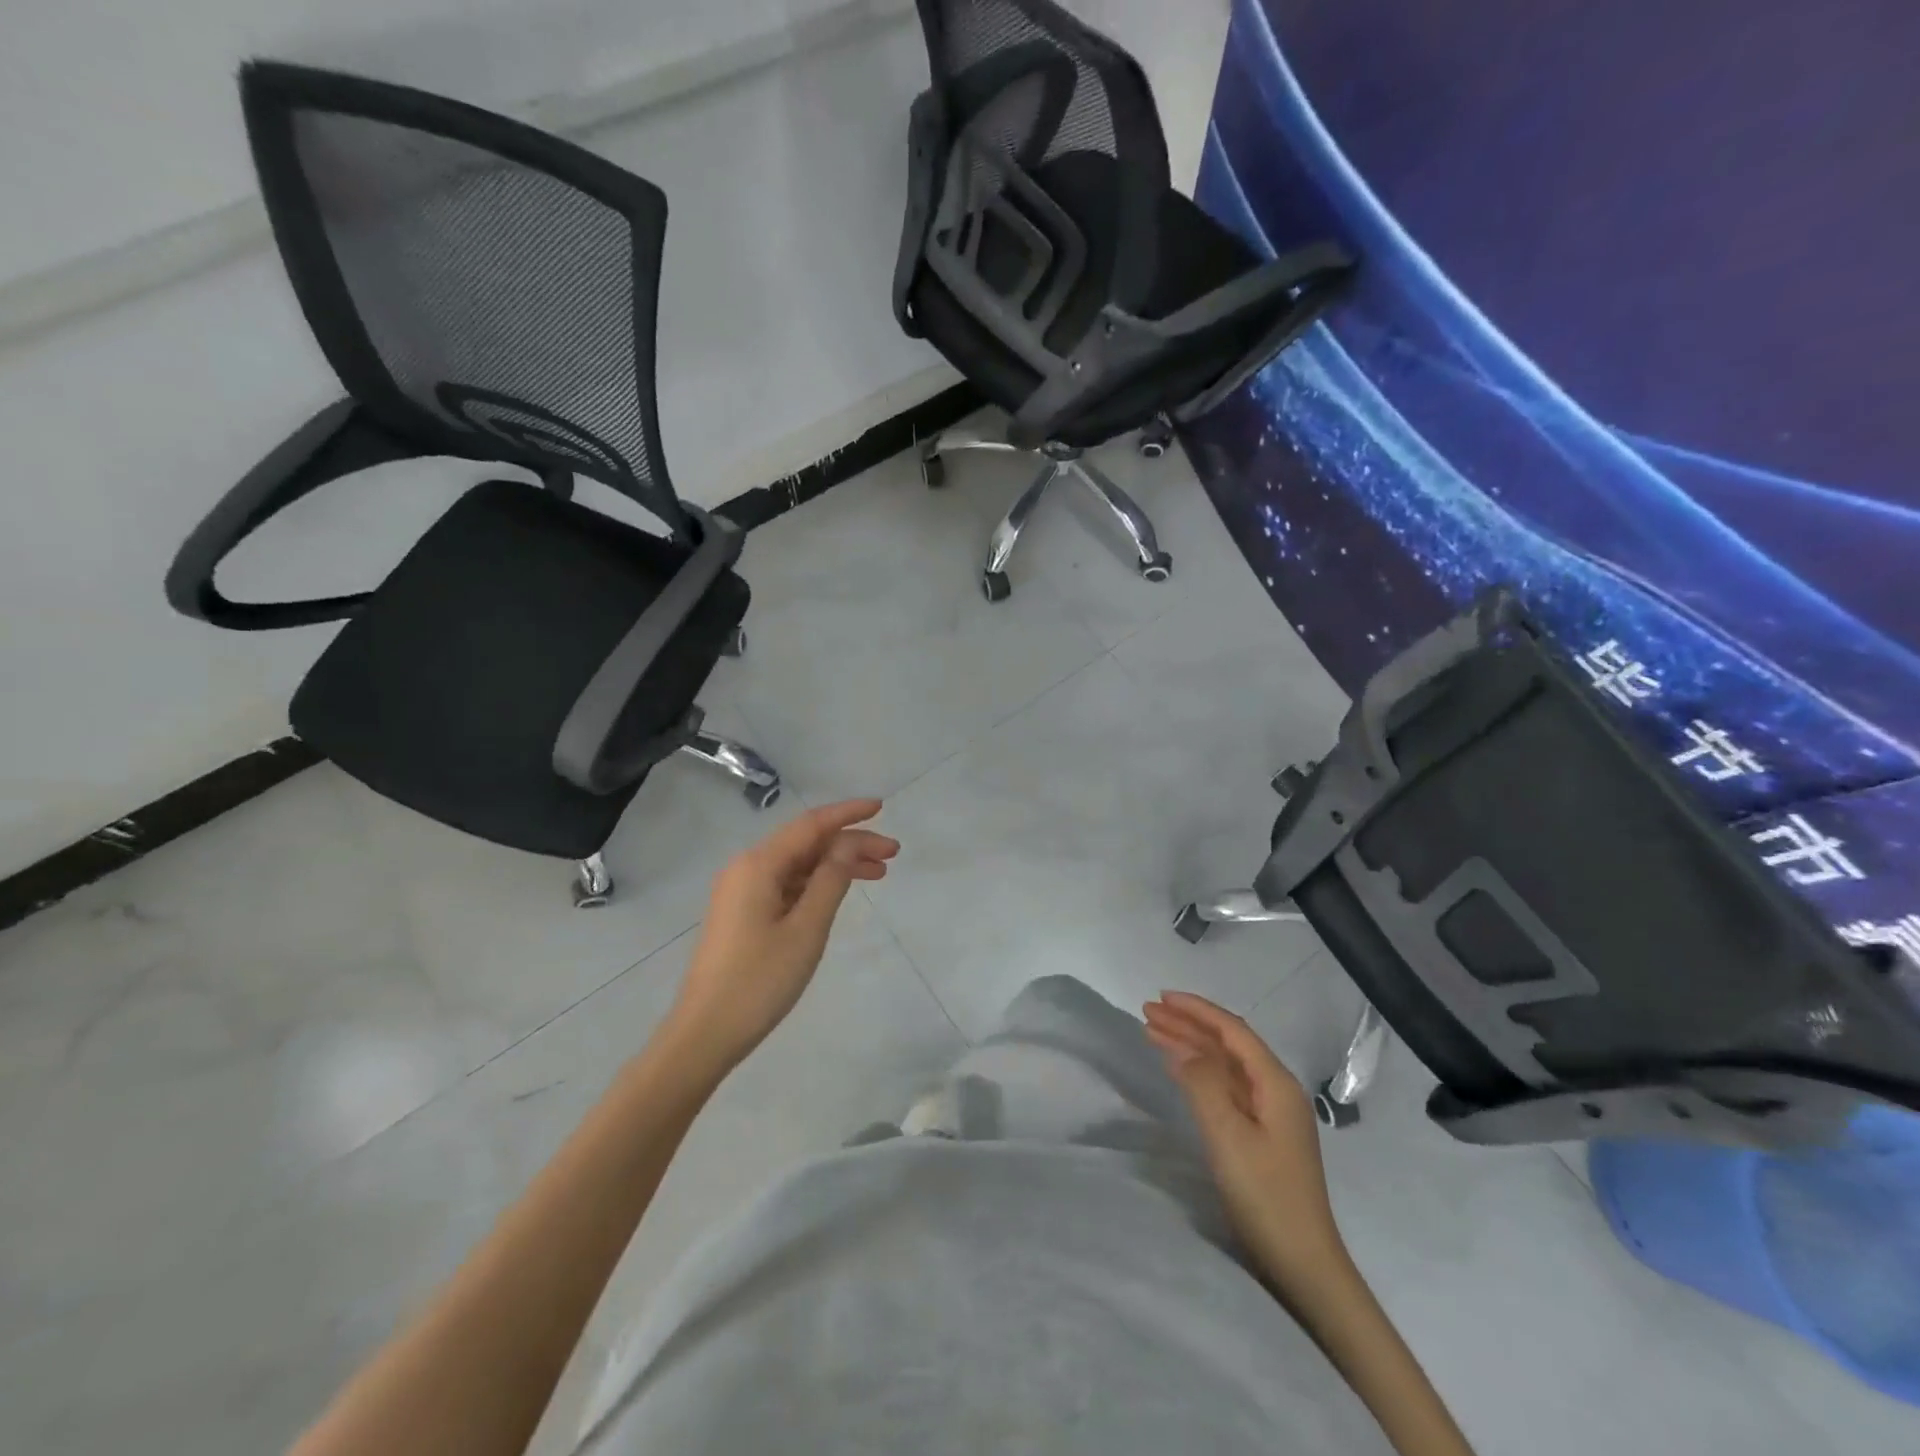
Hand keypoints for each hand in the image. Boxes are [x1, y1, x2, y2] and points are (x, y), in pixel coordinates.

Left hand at [664, 800, 898, 1074]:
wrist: (705, 1033)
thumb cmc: (759, 981)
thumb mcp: (806, 929)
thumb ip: (831, 880)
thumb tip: (848, 843)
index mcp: (759, 865)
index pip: (812, 825)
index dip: (848, 814)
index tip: (881, 808)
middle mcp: (747, 868)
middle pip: (807, 842)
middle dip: (850, 842)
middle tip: (893, 854)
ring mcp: (742, 891)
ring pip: (799, 864)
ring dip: (837, 864)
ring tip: (879, 873)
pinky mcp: (743, 913)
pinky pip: (787, 884)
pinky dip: (818, 883)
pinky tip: (842, 891)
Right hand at [1143, 992, 1347, 1283]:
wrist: (1303, 1263)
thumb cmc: (1266, 1195)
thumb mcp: (1228, 1136)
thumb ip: (1204, 1084)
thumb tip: (1184, 1049)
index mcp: (1276, 1083)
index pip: (1232, 1031)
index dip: (1197, 1010)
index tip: (1161, 997)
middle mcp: (1276, 1090)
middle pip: (1227, 1044)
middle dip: (1188, 1024)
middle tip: (1147, 1012)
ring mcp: (1271, 1113)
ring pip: (1225, 1064)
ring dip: (1191, 1045)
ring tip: (1152, 1031)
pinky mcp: (1262, 1134)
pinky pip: (1226, 1086)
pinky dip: (1199, 1071)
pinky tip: (1178, 1068)